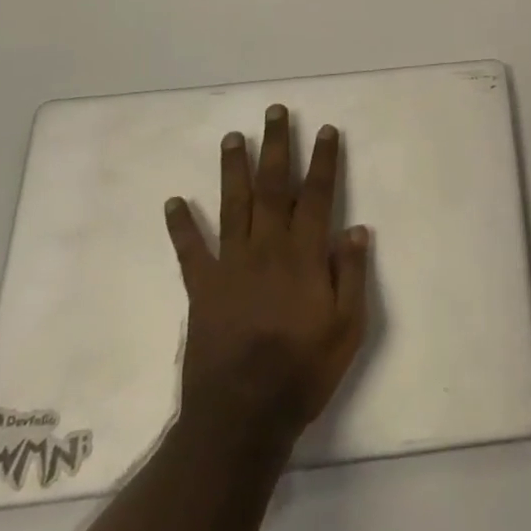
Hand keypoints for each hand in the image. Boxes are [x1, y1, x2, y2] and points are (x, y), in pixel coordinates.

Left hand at [165, 105, 371, 446]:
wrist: (241, 419)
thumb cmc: (301, 373)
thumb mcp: (346, 330)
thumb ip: (351, 276)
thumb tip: (357, 228)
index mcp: (303, 256)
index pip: (316, 195)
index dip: (322, 160)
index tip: (325, 129)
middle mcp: (267, 248)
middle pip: (273, 186)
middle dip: (276, 145)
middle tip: (274, 111)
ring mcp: (231, 265)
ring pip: (234, 204)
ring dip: (234, 168)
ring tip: (233, 137)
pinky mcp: (202, 288)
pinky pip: (190, 250)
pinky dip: (181, 225)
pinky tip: (173, 201)